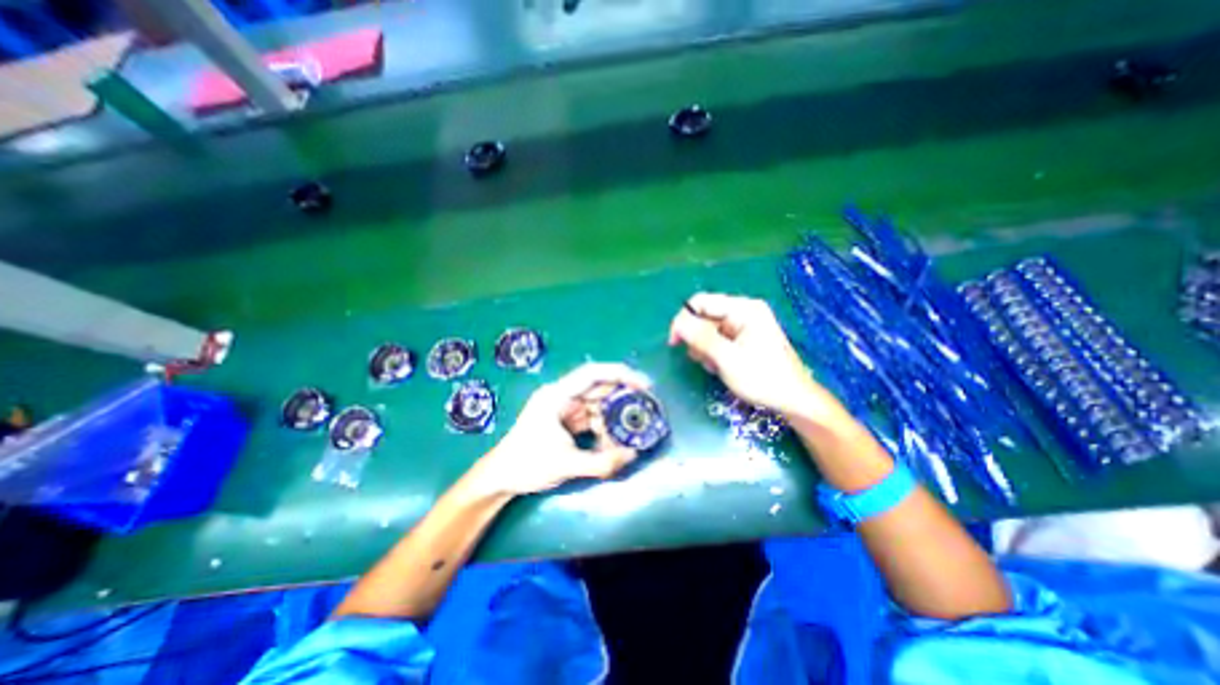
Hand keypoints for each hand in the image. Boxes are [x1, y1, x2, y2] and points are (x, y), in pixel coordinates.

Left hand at [472, 363, 653, 497]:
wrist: (499, 478)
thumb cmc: (527, 464)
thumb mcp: (566, 464)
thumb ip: (602, 462)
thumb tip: (633, 455)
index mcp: (557, 396)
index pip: (593, 375)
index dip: (620, 374)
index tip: (643, 384)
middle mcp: (562, 397)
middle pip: (598, 389)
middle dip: (622, 398)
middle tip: (646, 407)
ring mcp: (563, 409)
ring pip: (596, 406)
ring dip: (612, 419)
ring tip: (627, 434)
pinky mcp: (565, 421)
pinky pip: (590, 419)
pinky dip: (602, 429)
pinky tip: (610, 443)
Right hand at [667, 294, 850, 421]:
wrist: (793, 400)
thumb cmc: (762, 378)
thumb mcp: (727, 358)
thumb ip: (701, 337)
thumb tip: (678, 322)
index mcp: (744, 308)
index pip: (701, 302)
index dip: (683, 320)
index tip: (674, 343)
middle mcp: (744, 311)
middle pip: (705, 316)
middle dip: (697, 338)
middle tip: (700, 359)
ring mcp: (745, 325)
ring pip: (709, 329)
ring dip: (704, 347)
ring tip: (713, 366)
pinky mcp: (745, 338)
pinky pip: (719, 339)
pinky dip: (714, 352)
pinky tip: (719, 367)